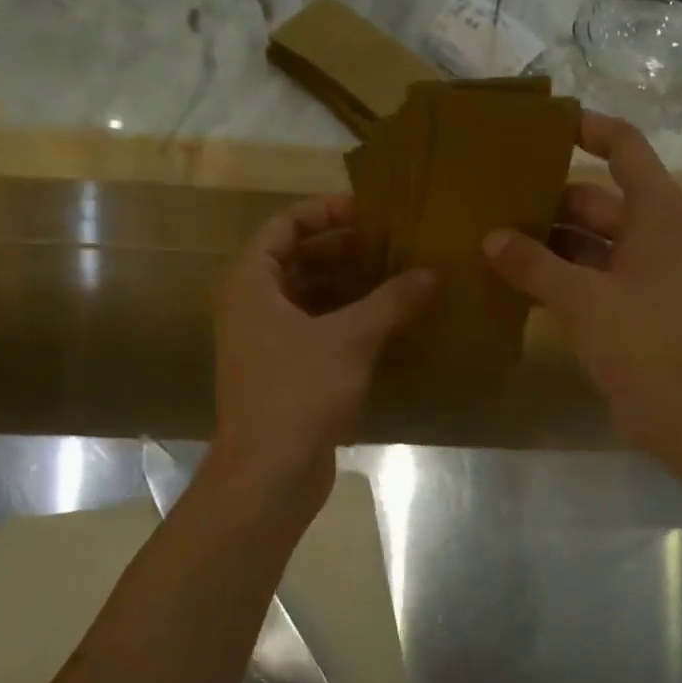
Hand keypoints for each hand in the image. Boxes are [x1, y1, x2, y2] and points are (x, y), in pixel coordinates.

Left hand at [212, 196, 431, 504]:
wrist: (269, 472)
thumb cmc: (299, 391)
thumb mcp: (350, 338)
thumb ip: (391, 301)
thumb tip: (429, 275)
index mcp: (252, 283)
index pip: (284, 226)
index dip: (325, 212)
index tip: (369, 210)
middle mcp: (252, 307)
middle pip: (297, 261)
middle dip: (344, 251)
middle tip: (393, 244)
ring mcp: (266, 343)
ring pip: (309, 299)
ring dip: (350, 288)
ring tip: (399, 278)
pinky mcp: (284, 374)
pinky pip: (316, 332)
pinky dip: (347, 323)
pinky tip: (388, 324)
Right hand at [483, 113, 681, 456]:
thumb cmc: (642, 339)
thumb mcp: (581, 297)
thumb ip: (533, 264)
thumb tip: (490, 237)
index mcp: (654, 211)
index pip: (624, 147)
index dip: (588, 129)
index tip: (541, 127)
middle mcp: (649, 234)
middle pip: (593, 198)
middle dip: (545, 199)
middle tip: (490, 198)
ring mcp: (638, 274)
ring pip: (584, 242)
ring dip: (543, 243)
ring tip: (488, 240)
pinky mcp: (626, 309)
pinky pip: (583, 278)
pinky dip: (552, 278)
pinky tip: (509, 284)